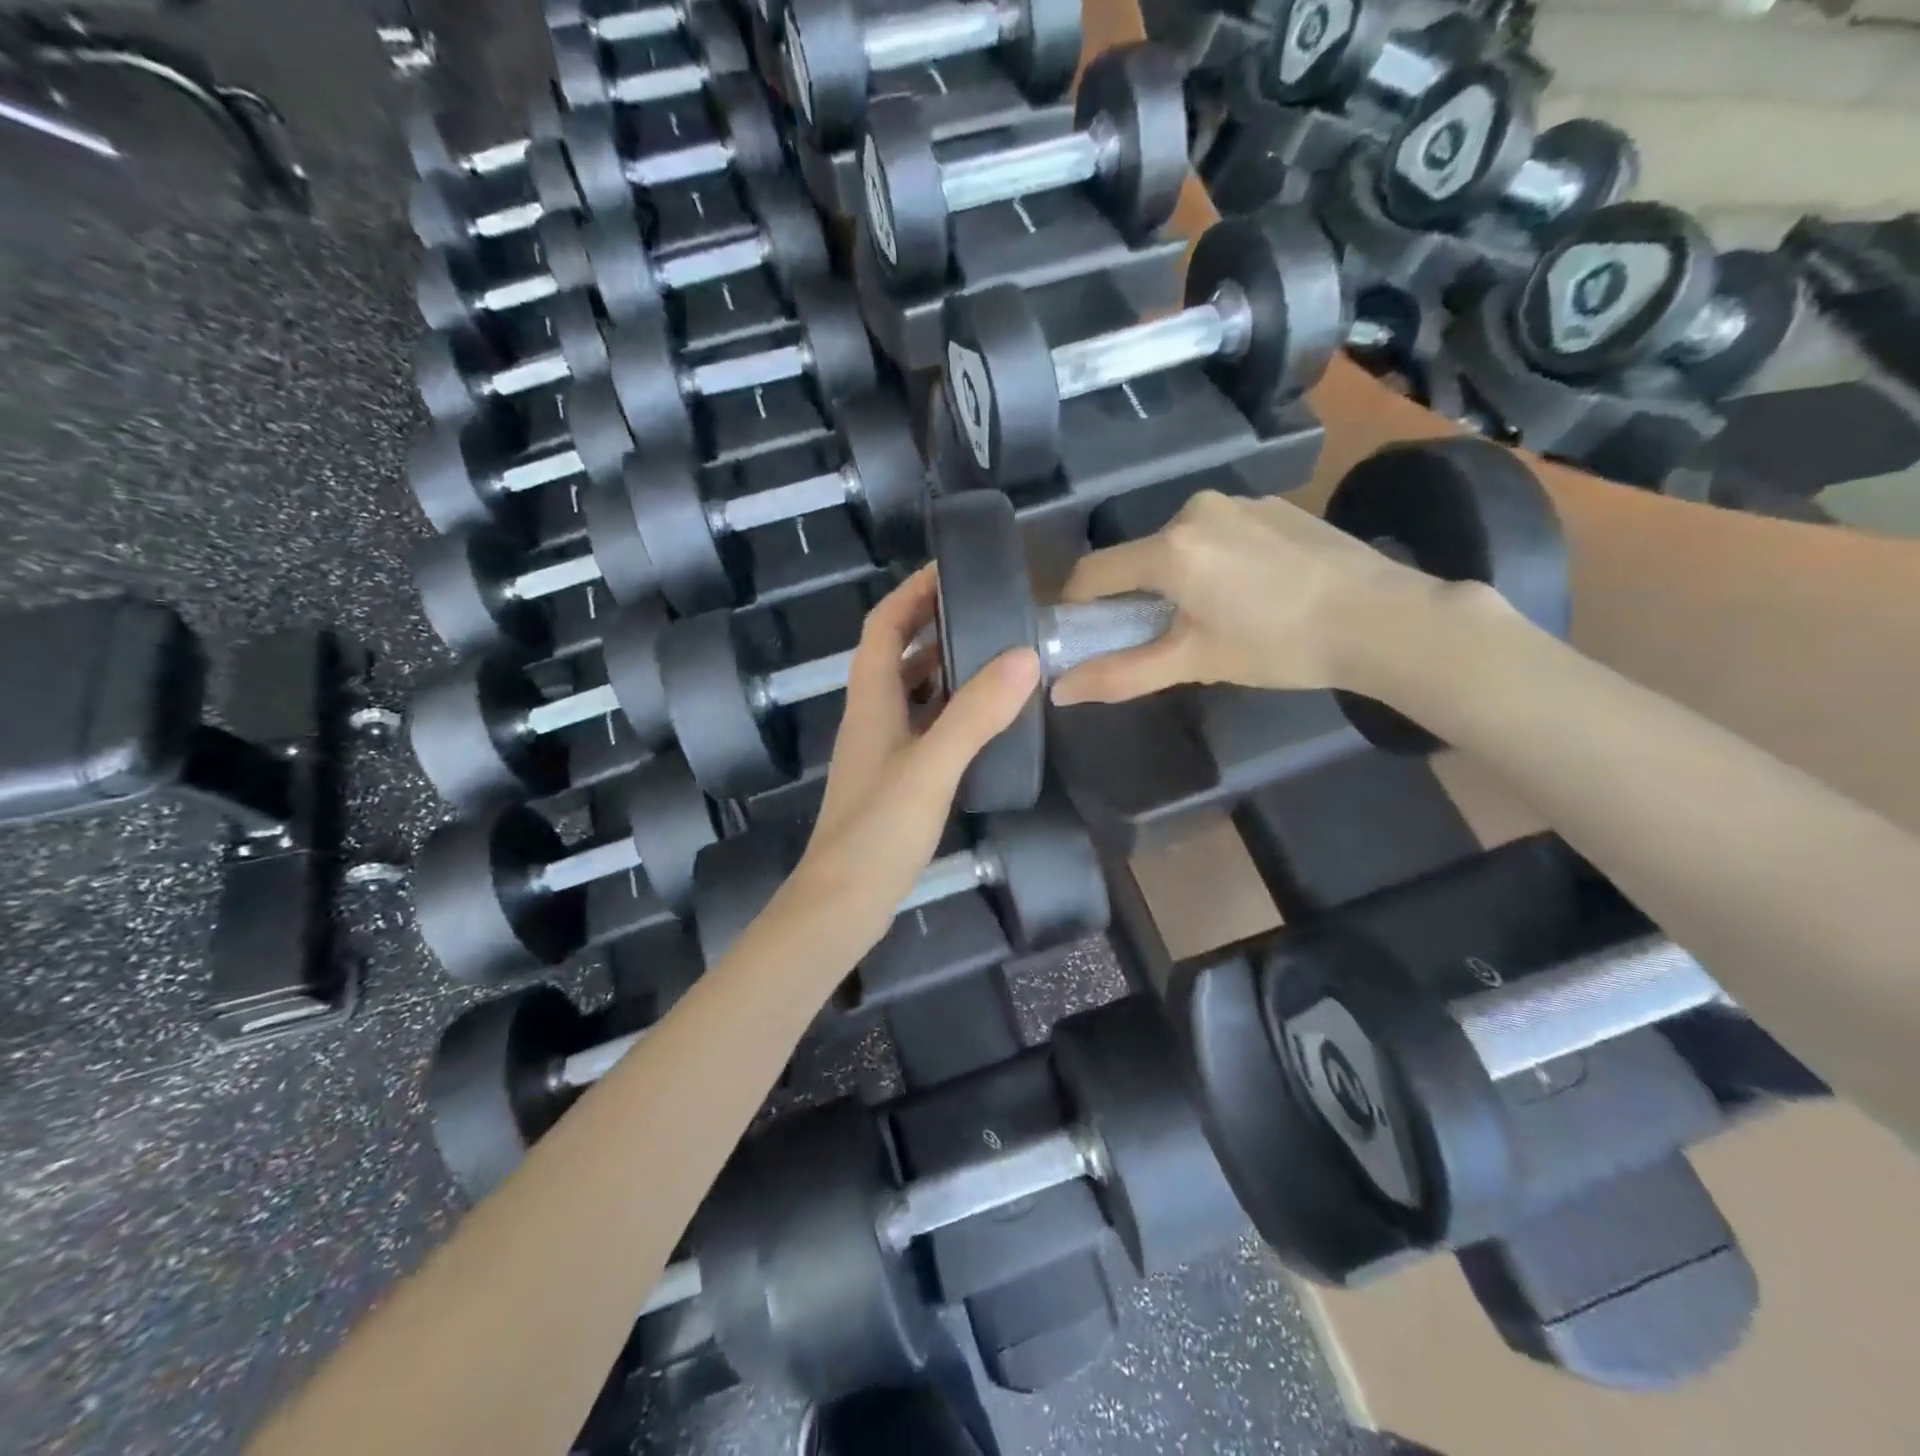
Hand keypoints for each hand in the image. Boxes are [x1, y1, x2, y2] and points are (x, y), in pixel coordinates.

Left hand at [789, 567, 1039, 953]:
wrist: (841, 903)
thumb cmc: (878, 831)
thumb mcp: (932, 768)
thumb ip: (976, 714)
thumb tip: (1024, 656)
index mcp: (870, 700)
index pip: (883, 626)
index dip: (911, 593)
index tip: (951, 569)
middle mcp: (871, 717)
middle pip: (896, 654)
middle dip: (933, 623)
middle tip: (986, 609)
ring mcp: (881, 751)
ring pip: (910, 692)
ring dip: (943, 667)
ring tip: (993, 655)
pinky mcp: (893, 780)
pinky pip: (923, 726)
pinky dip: (949, 710)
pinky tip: (983, 721)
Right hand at [1049, 490, 1455, 704]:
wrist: (1382, 618)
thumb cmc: (1279, 645)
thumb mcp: (1194, 662)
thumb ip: (1121, 674)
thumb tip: (1059, 692)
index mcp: (1169, 549)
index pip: (1092, 573)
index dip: (1076, 607)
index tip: (1083, 636)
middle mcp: (1194, 510)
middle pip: (1137, 558)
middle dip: (1134, 597)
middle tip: (1160, 637)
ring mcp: (1237, 502)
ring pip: (1178, 545)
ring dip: (1175, 579)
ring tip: (1212, 616)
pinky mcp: (1271, 506)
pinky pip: (1218, 534)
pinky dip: (1214, 562)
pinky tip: (1251, 592)